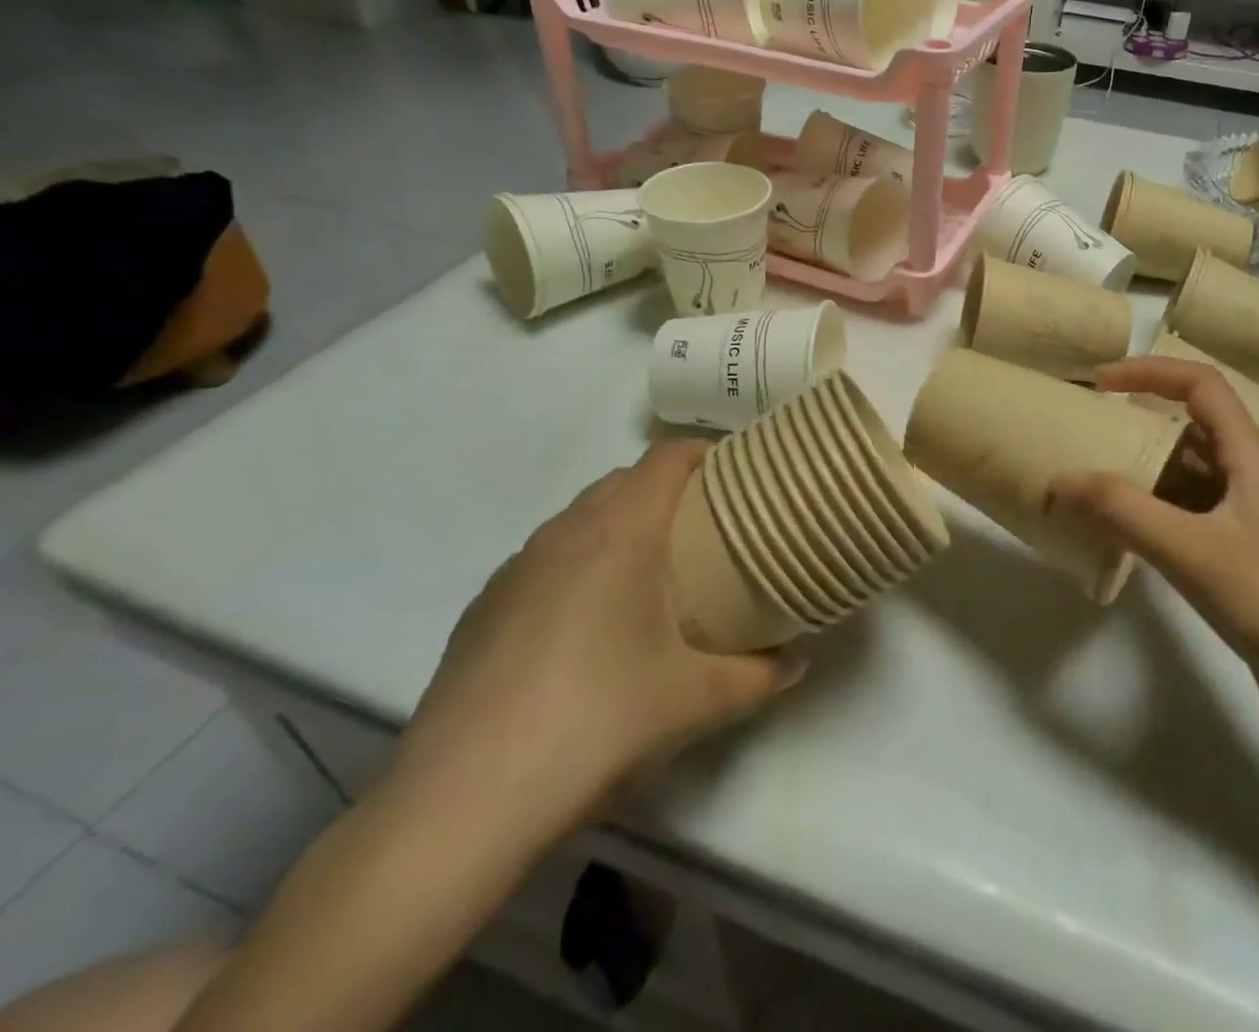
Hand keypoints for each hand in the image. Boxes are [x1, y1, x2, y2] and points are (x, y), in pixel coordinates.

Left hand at [384, 441, 800, 857]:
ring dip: (620, 524)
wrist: (461, 805)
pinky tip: (587, 623)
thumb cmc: (596, 724)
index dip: (704, 453)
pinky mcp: (483, 607)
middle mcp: (565, 533)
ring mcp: (516, 568)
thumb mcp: (696, 702)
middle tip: (706, 529)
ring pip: (580, 517)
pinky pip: (545, 557)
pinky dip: (578, 562)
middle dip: (668, 490)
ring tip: (651, 573)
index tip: (736, 477)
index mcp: (620, 533)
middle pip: (624, 480)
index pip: (665, 458)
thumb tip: (796, 662)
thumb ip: (760, 676)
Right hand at [1050, 357, 1258, 746]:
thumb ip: (1124, 513)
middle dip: (1136, 422)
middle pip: (1188, 427)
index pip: (1202, 385)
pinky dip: (1148, 512)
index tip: (1100, 383)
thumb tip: (1060, 480)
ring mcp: (1243, 518)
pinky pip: (1183, 514)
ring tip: (1089, 479)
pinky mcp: (1237, 555)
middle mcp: (1247, 477)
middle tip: (1086, 432)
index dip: (1151, 371)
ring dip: (1139, 470)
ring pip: (1183, 474)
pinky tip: (1117, 532)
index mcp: (1250, 458)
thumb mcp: (1194, 552)